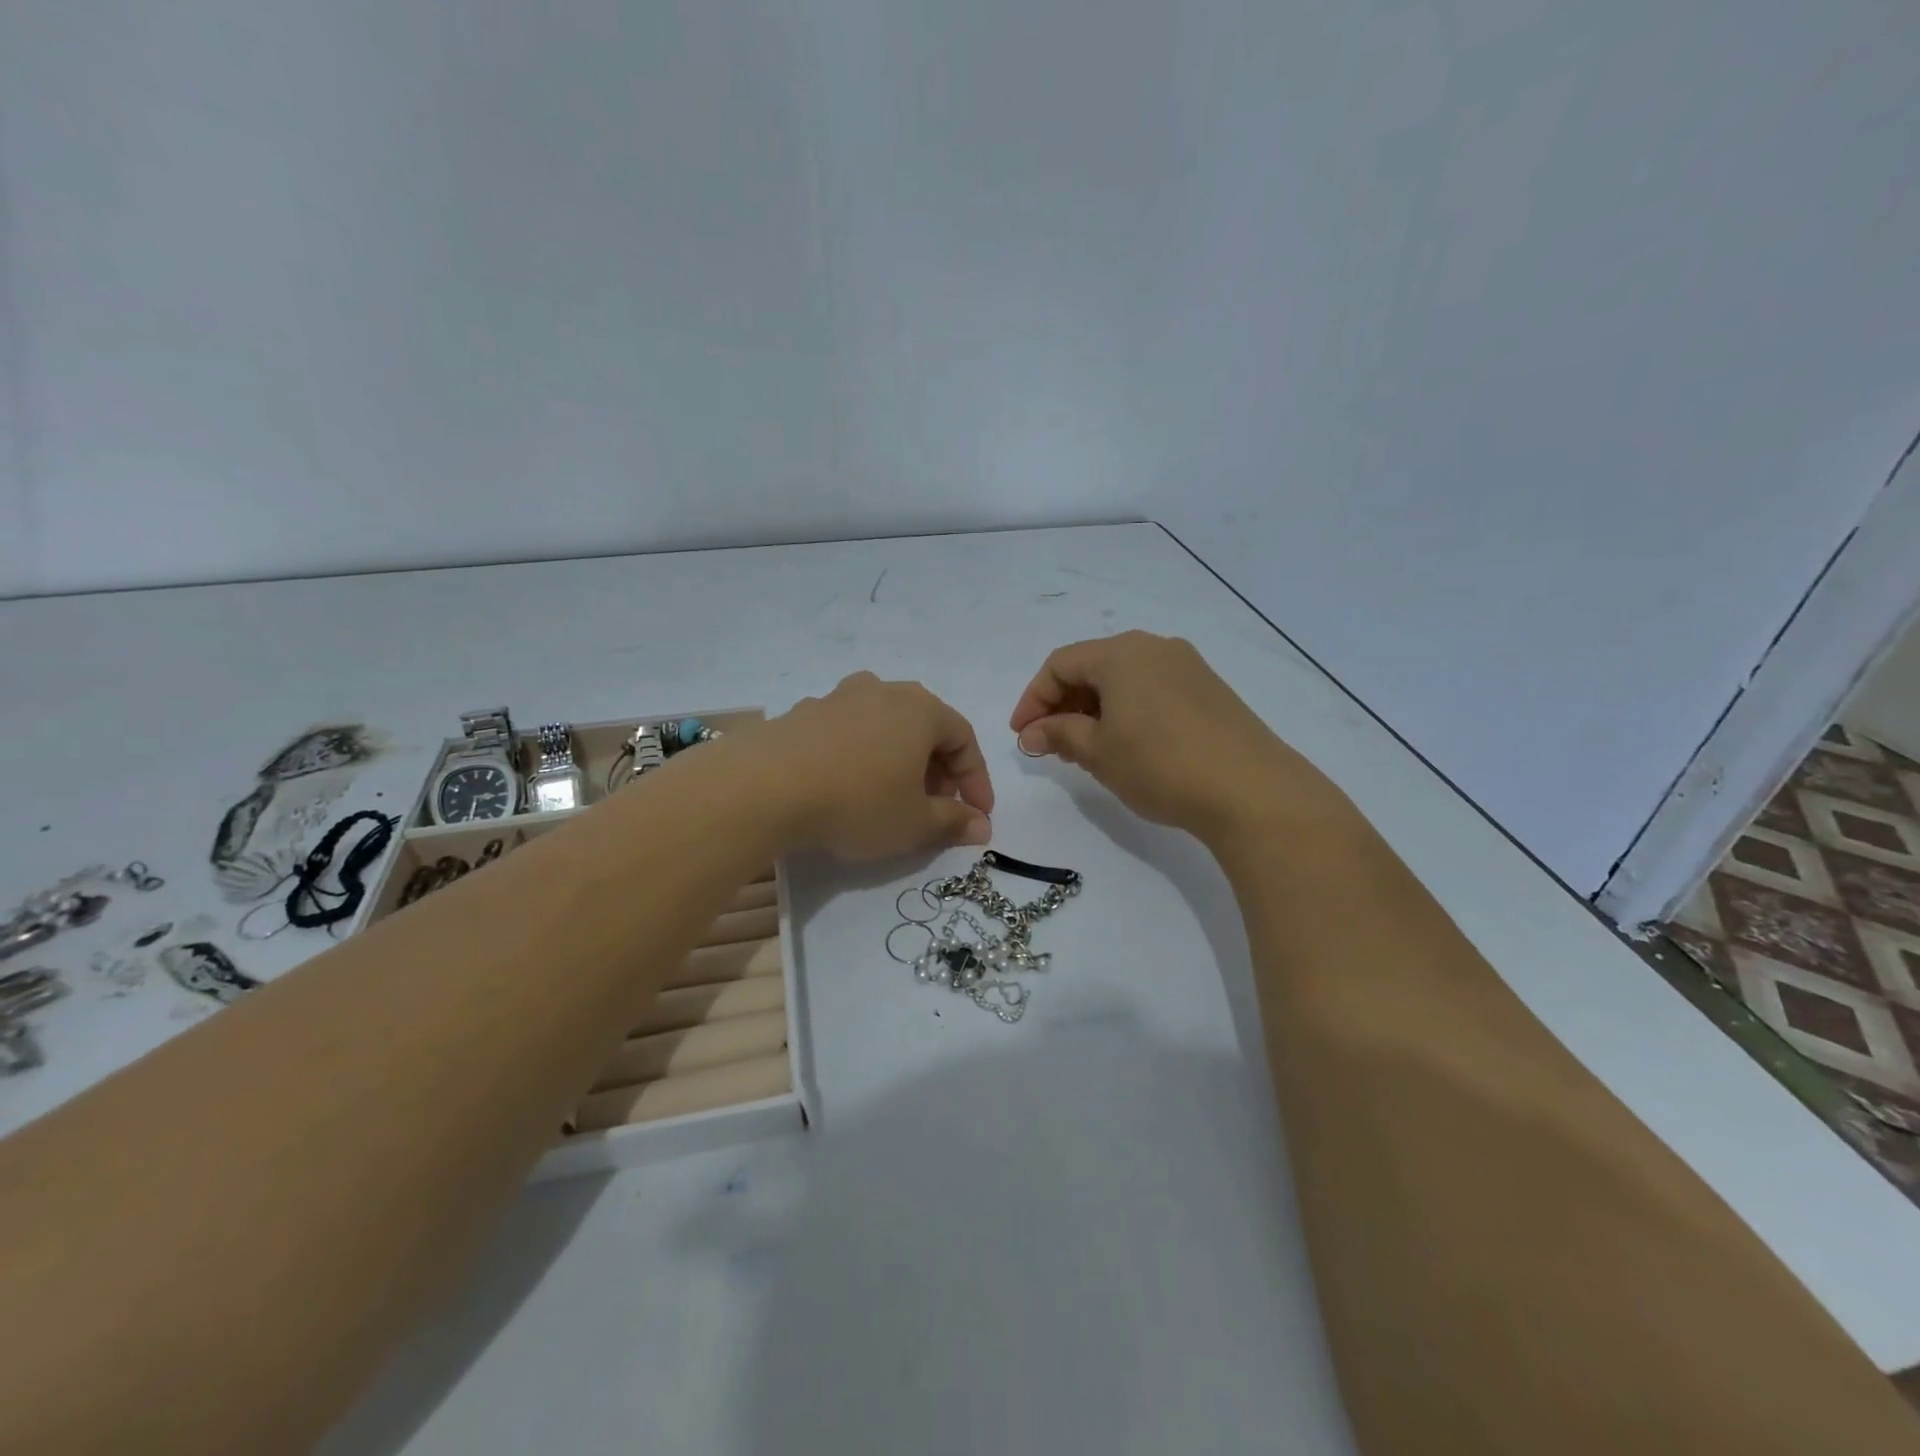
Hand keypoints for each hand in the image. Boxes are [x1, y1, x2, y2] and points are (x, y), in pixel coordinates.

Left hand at [749, 672, 994, 859]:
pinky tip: (847, 786)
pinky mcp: (803, 713)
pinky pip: (848, 732)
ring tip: (892, 796)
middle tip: (936, 806)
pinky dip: (861, 756)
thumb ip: (953, 822)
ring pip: (885, 726)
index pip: (964, 739)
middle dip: (938, 769)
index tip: (977, 815)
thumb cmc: (857, 802)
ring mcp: (839, 697)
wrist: (764, 786)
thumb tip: (982, 826)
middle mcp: (883, 691)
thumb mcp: (914, 823)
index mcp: (920, 709)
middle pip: (925, 728)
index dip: (976, 779)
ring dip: (899, 759)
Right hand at [1008, 632, 1350, 843]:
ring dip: (1093, 711)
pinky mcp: (1209, 691)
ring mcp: (1187, 667)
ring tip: (1083, 751)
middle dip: (1062, 705)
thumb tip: (1031, 733)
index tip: (1022, 737)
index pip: (1059, 664)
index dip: (1032, 699)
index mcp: (1122, 652)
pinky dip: (1126, 713)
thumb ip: (1059, 734)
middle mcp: (1154, 647)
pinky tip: (1125, 747)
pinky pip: (1151, 692)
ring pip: (1123, 681)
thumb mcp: (1098, 752)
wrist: (1252, 790)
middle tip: (1049, 746)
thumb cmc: (1160, 764)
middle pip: (1092, 668)